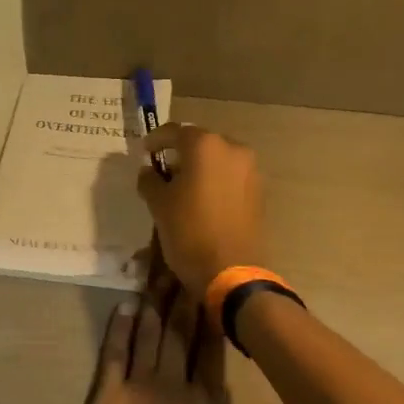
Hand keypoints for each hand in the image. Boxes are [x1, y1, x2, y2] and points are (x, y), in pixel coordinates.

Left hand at [74, 283, 294, 403]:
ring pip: (149, 335)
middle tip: (183, 265)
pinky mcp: (107, 396)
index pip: (211, 348)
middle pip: (179, 331)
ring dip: (153, 304)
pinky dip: (120, 328)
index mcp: (207, 402)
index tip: (211, 287)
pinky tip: (124, 307)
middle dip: (182, 297)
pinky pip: (115, 353)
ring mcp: (138, 386)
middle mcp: (174, 384)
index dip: (211, 315)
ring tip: (157, 275)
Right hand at [135, 124, 265, 292]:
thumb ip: (150, 180)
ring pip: (218, 159)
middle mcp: (232, 149)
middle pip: (200, 143)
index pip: (175, 132)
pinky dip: (216, 181)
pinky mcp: (258, 191)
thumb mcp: (158, 204)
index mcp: (205, 145)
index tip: (144, 152)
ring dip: (200, 168)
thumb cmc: (188, 231)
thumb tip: (149, 171)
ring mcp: (250, 170)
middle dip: (181, 153)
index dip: (156, 140)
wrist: (231, 271)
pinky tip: (202, 200)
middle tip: (163, 170)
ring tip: (183, 187)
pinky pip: (231, 176)